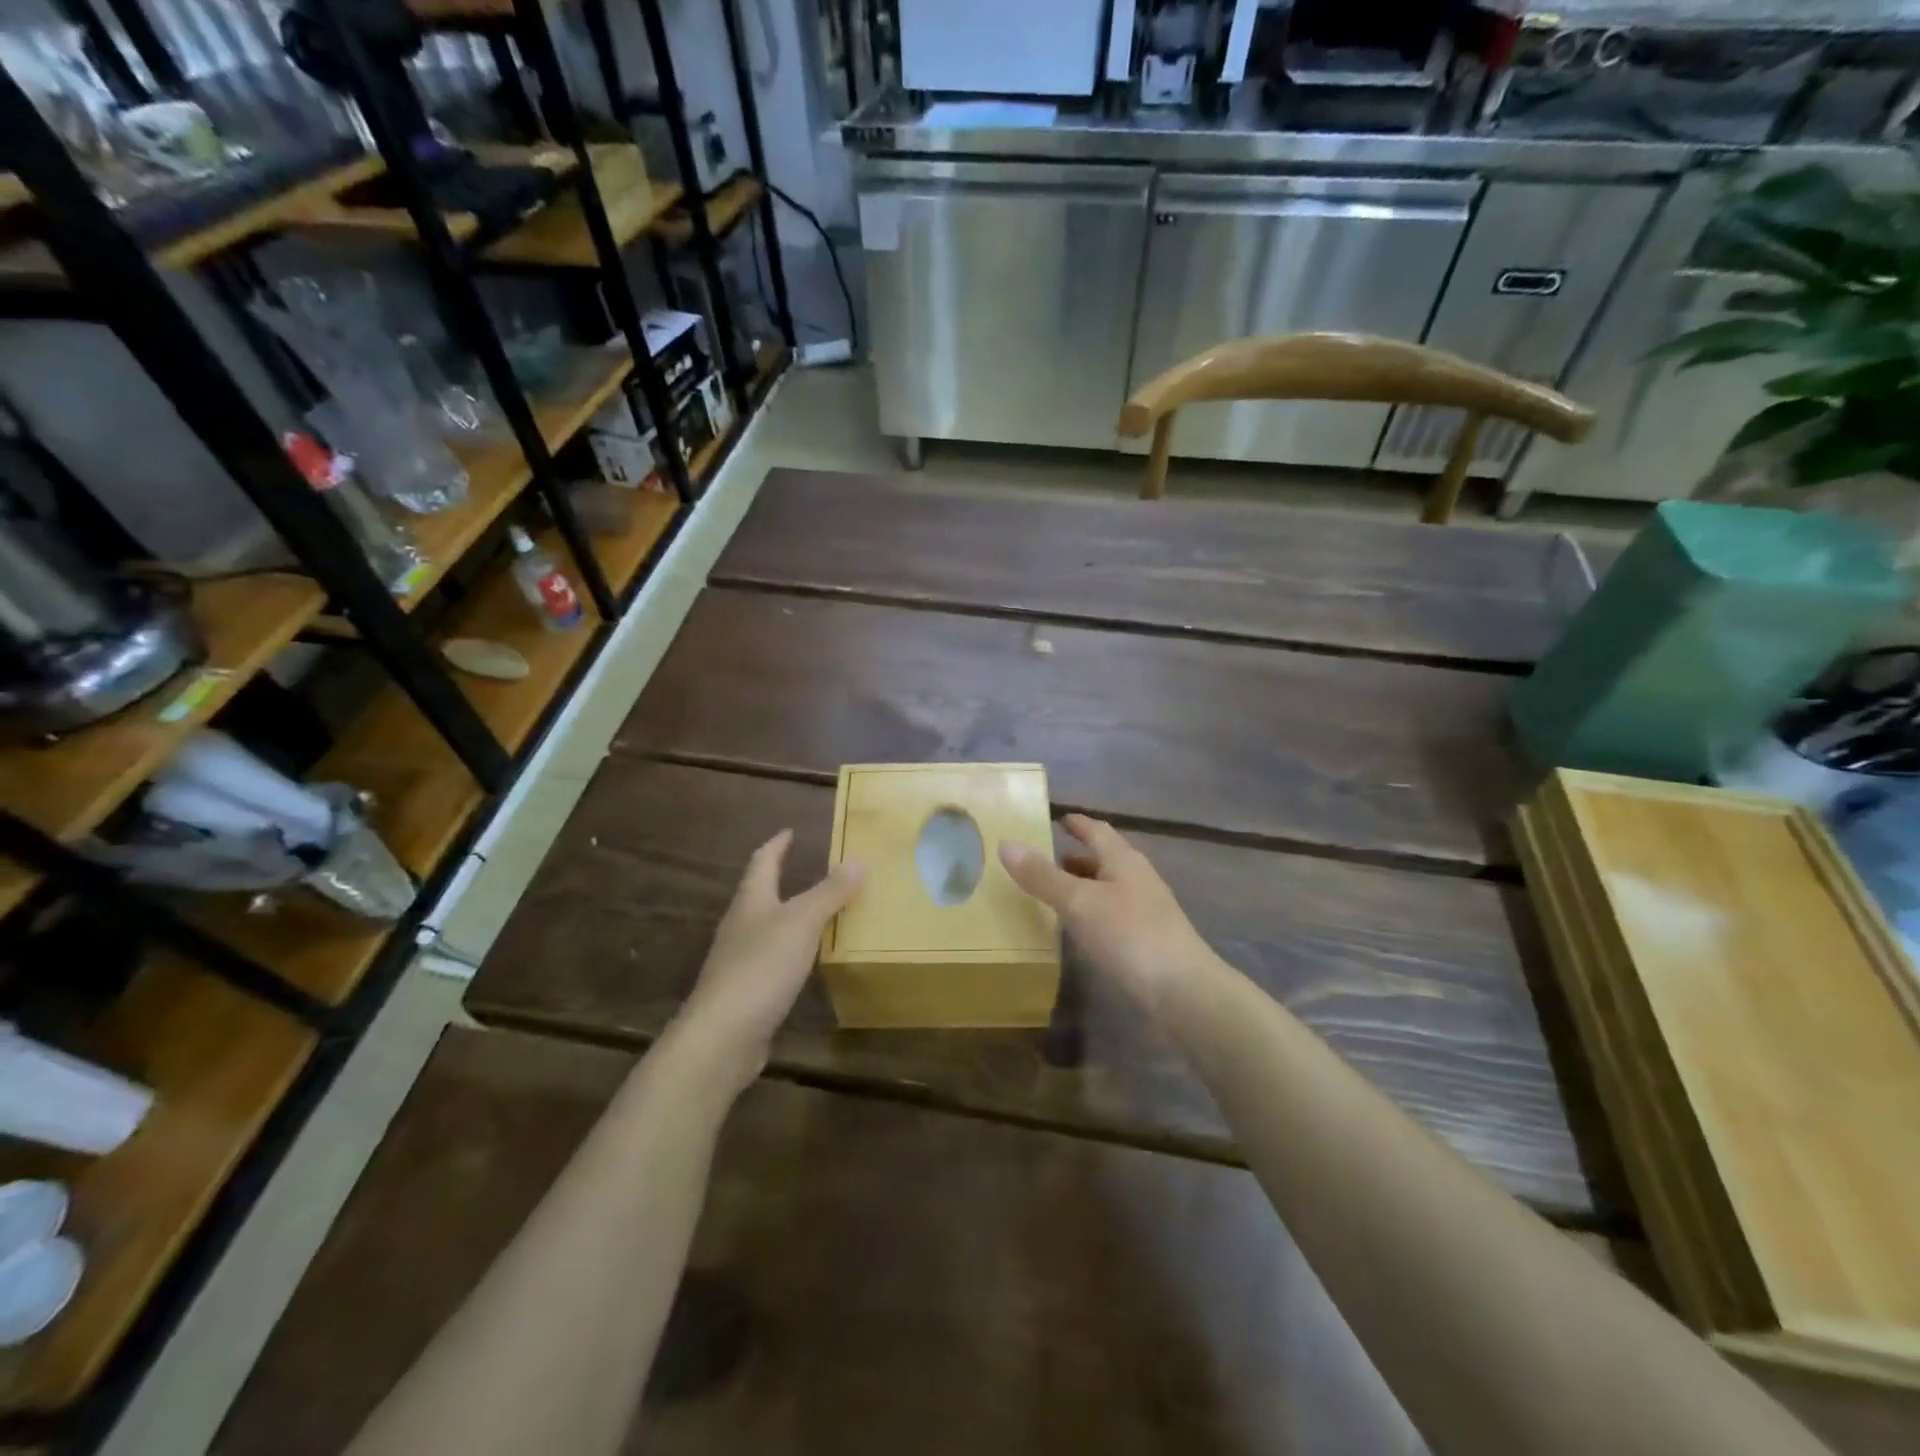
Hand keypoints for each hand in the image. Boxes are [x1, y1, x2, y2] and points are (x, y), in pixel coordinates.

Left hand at [676, 830, 862, 1082]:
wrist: (722, 1036)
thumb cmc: (761, 967)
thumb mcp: (802, 922)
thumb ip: (830, 892)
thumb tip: (858, 859)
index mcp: (751, 901)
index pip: (762, 862)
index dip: (777, 845)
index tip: (789, 831)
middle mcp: (741, 926)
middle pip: (759, 894)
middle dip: (780, 879)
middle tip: (808, 868)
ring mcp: (739, 961)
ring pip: (766, 928)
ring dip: (788, 916)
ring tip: (817, 912)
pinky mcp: (746, 992)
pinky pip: (772, 960)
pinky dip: (791, 951)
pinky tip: (807, 962)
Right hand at [998, 814, 1213, 1016]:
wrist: (1183, 992)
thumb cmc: (1129, 935)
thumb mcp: (1078, 902)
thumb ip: (1042, 876)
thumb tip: (1006, 843)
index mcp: (1124, 860)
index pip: (1098, 831)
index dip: (1078, 824)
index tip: (1058, 818)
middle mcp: (1138, 879)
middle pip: (1105, 859)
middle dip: (1077, 858)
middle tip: (1046, 860)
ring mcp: (1147, 911)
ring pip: (1110, 889)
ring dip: (1085, 887)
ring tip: (1055, 895)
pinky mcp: (1148, 941)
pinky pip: (1114, 915)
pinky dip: (1093, 913)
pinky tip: (1080, 930)